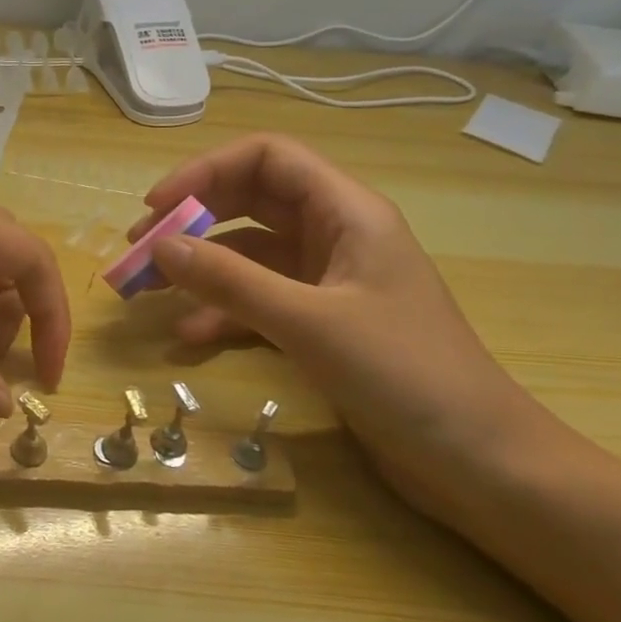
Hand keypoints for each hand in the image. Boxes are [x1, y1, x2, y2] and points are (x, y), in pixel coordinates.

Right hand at [129, 135, 545, 518]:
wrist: (481, 463)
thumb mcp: (309, 323)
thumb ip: (230, 281)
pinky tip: (189, 336)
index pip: (267, 158)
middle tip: (139, 249)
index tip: (157, 207)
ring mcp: (329, 281)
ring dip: (200, 267)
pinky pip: (259, 300)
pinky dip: (223, 311)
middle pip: (251, 202)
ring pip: (249, 254)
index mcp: (347, 212)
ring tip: (148, 291)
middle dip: (193, 219)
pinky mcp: (322, 323)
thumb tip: (159, 246)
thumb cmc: (406, 376)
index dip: (206, 171)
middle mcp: (336, 235)